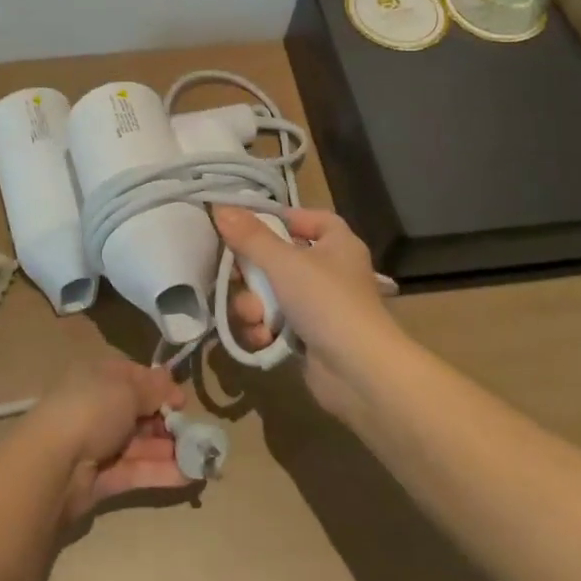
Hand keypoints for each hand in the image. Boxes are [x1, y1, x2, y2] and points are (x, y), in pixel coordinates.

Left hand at [24, 357, 194, 525]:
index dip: (160, 387)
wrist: (54, 463)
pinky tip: (190, 476)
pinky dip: (162, 473)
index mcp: (99, 378)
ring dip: (170, 450)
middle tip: (195, 433)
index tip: (183, 400)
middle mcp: (99, 408)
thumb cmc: (92, 409)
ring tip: (202, 457)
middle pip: (140, 413)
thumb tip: (171, 382)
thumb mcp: (127, 389)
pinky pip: (137, 472)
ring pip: (141, 445)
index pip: (134, 377)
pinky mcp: (103, 479)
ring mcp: (100, 445)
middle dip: (168, 422)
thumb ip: (153, 388)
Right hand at [214, 204, 404, 418]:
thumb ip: (250, 236)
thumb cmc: (327, 301)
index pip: (311, 219)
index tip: (249, 225)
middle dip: (252, 274)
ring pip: (272, 294)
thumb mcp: (284, 262)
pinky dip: (266, 330)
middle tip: (234, 278)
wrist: (360, 373)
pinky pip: (276, 323)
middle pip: (280, 258)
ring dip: (255, 306)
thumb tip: (220, 207)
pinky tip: (263, 338)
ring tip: (254, 317)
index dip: (282, 218)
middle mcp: (330, 271)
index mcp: (337, 244)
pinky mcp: (309, 337)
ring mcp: (320, 307)